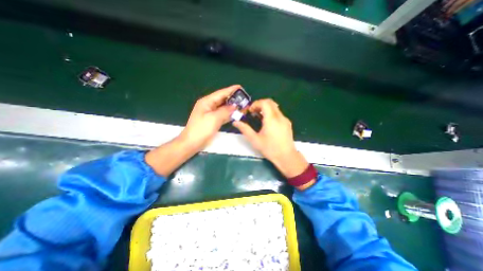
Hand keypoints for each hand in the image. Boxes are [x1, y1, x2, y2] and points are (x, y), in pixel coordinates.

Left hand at [146, 86, 237, 176]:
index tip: (240, 87)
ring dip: (232, 107)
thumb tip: (235, 106)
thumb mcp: (214, 118)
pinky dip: (229, 114)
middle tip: (244, 98)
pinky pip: (223, 115)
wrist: (192, 143)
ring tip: (243, 105)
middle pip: (223, 100)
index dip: (231, 90)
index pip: (221, 93)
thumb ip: (225, 111)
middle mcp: (209, 106)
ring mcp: (211, 113)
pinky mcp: (213, 120)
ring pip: (224, 108)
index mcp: (207, 102)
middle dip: (233, 99)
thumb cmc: (201, 129)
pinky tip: (236, 114)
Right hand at [233, 98, 309, 179]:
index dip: (256, 104)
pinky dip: (271, 113)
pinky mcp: (287, 123)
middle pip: (270, 102)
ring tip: (259, 118)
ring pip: (275, 107)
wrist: (286, 157)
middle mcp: (280, 116)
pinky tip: (267, 123)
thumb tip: (235, 122)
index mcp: (271, 119)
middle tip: (253, 113)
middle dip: (260, 104)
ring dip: (266, 109)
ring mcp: (285, 119)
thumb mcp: (255, 140)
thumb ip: (245, 129)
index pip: (264, 102)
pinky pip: (278, 113)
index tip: (250, 111)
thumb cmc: (270, 149)